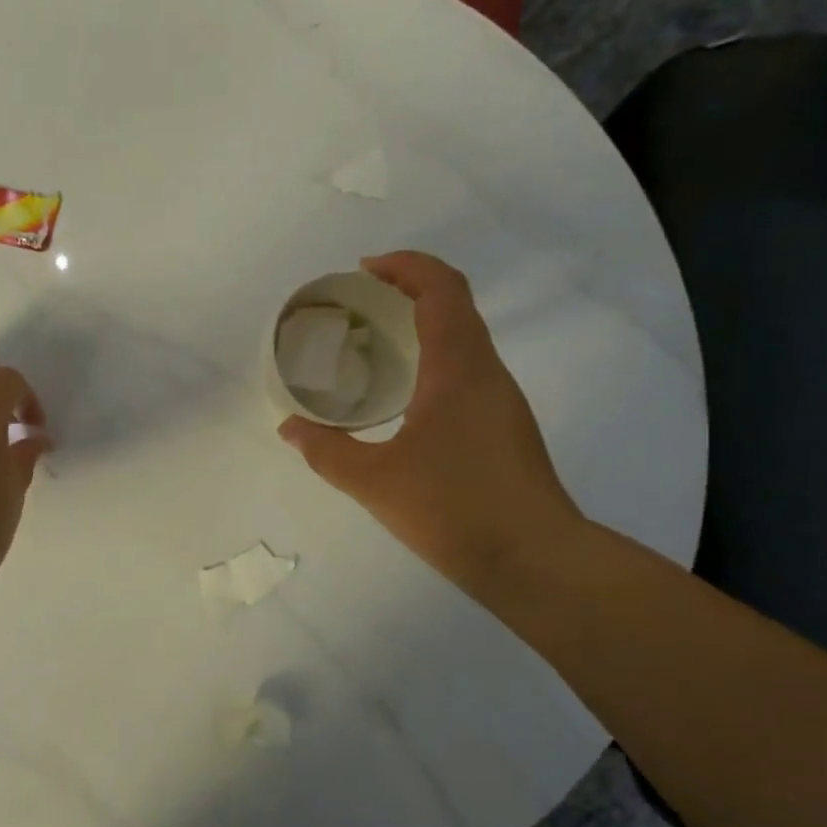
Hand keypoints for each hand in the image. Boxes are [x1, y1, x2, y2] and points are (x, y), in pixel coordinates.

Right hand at [277, 251, 584, 590]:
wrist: (535, 560)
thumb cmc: (454, 508)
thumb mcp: (374, 481)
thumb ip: (326, 451)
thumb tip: (290, 428)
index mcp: (459, 367)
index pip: (441, 288)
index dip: (405, 266)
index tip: (364, 270)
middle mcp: (487, 372)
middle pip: (455, 306)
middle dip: (408, 292)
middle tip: (360, 307)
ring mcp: (503, 401)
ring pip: (464, 340)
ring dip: (423, 328)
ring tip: (376, 349)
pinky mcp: (506, 428)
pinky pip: (468, 372)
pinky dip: (434, 361)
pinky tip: (405, 400)